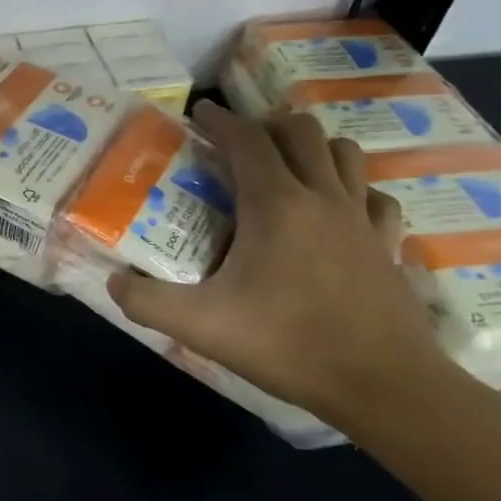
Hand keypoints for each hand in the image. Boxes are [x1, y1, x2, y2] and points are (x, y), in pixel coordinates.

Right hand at [107, 100, 457, 420]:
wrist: (383, 385)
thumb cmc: (287, 344)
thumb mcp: (200, 326)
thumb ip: (146, 301)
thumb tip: (112, 283)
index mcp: (276, 205)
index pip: (246, 139)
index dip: (219, 120)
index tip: (198, 115)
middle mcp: (322, 197)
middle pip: (300, 131)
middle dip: (265, 127)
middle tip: (237, 147)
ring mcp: (362, 218)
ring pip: (344, 152)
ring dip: (311, 149)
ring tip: (284, 169)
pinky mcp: (388, 244)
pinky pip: (374, 195)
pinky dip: (352, 189)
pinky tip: (336, 212)